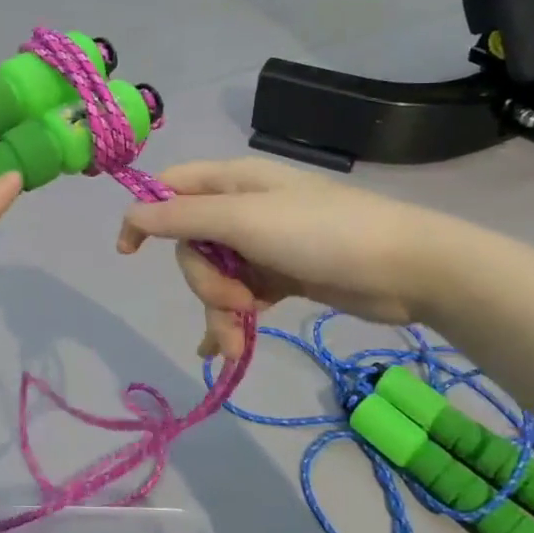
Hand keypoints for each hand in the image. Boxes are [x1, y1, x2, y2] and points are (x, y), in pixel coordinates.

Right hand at [115, 158, 462, 358]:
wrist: (405, 268)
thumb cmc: (320, 233)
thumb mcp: (244, 221)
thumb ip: (183, 218)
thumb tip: (131, 214)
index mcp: (233, 182)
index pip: (171, 189)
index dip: (145, 216)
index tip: (128, 253)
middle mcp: (243, 208)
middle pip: (192, 243)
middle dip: (203, 280)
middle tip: (233, 301)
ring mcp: (263, 243)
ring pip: (216, 275)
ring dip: (220, 309)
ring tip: (237, 341)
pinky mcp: (282, 275)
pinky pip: (241, 295)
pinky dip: (233, 320)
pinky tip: (225, 350)